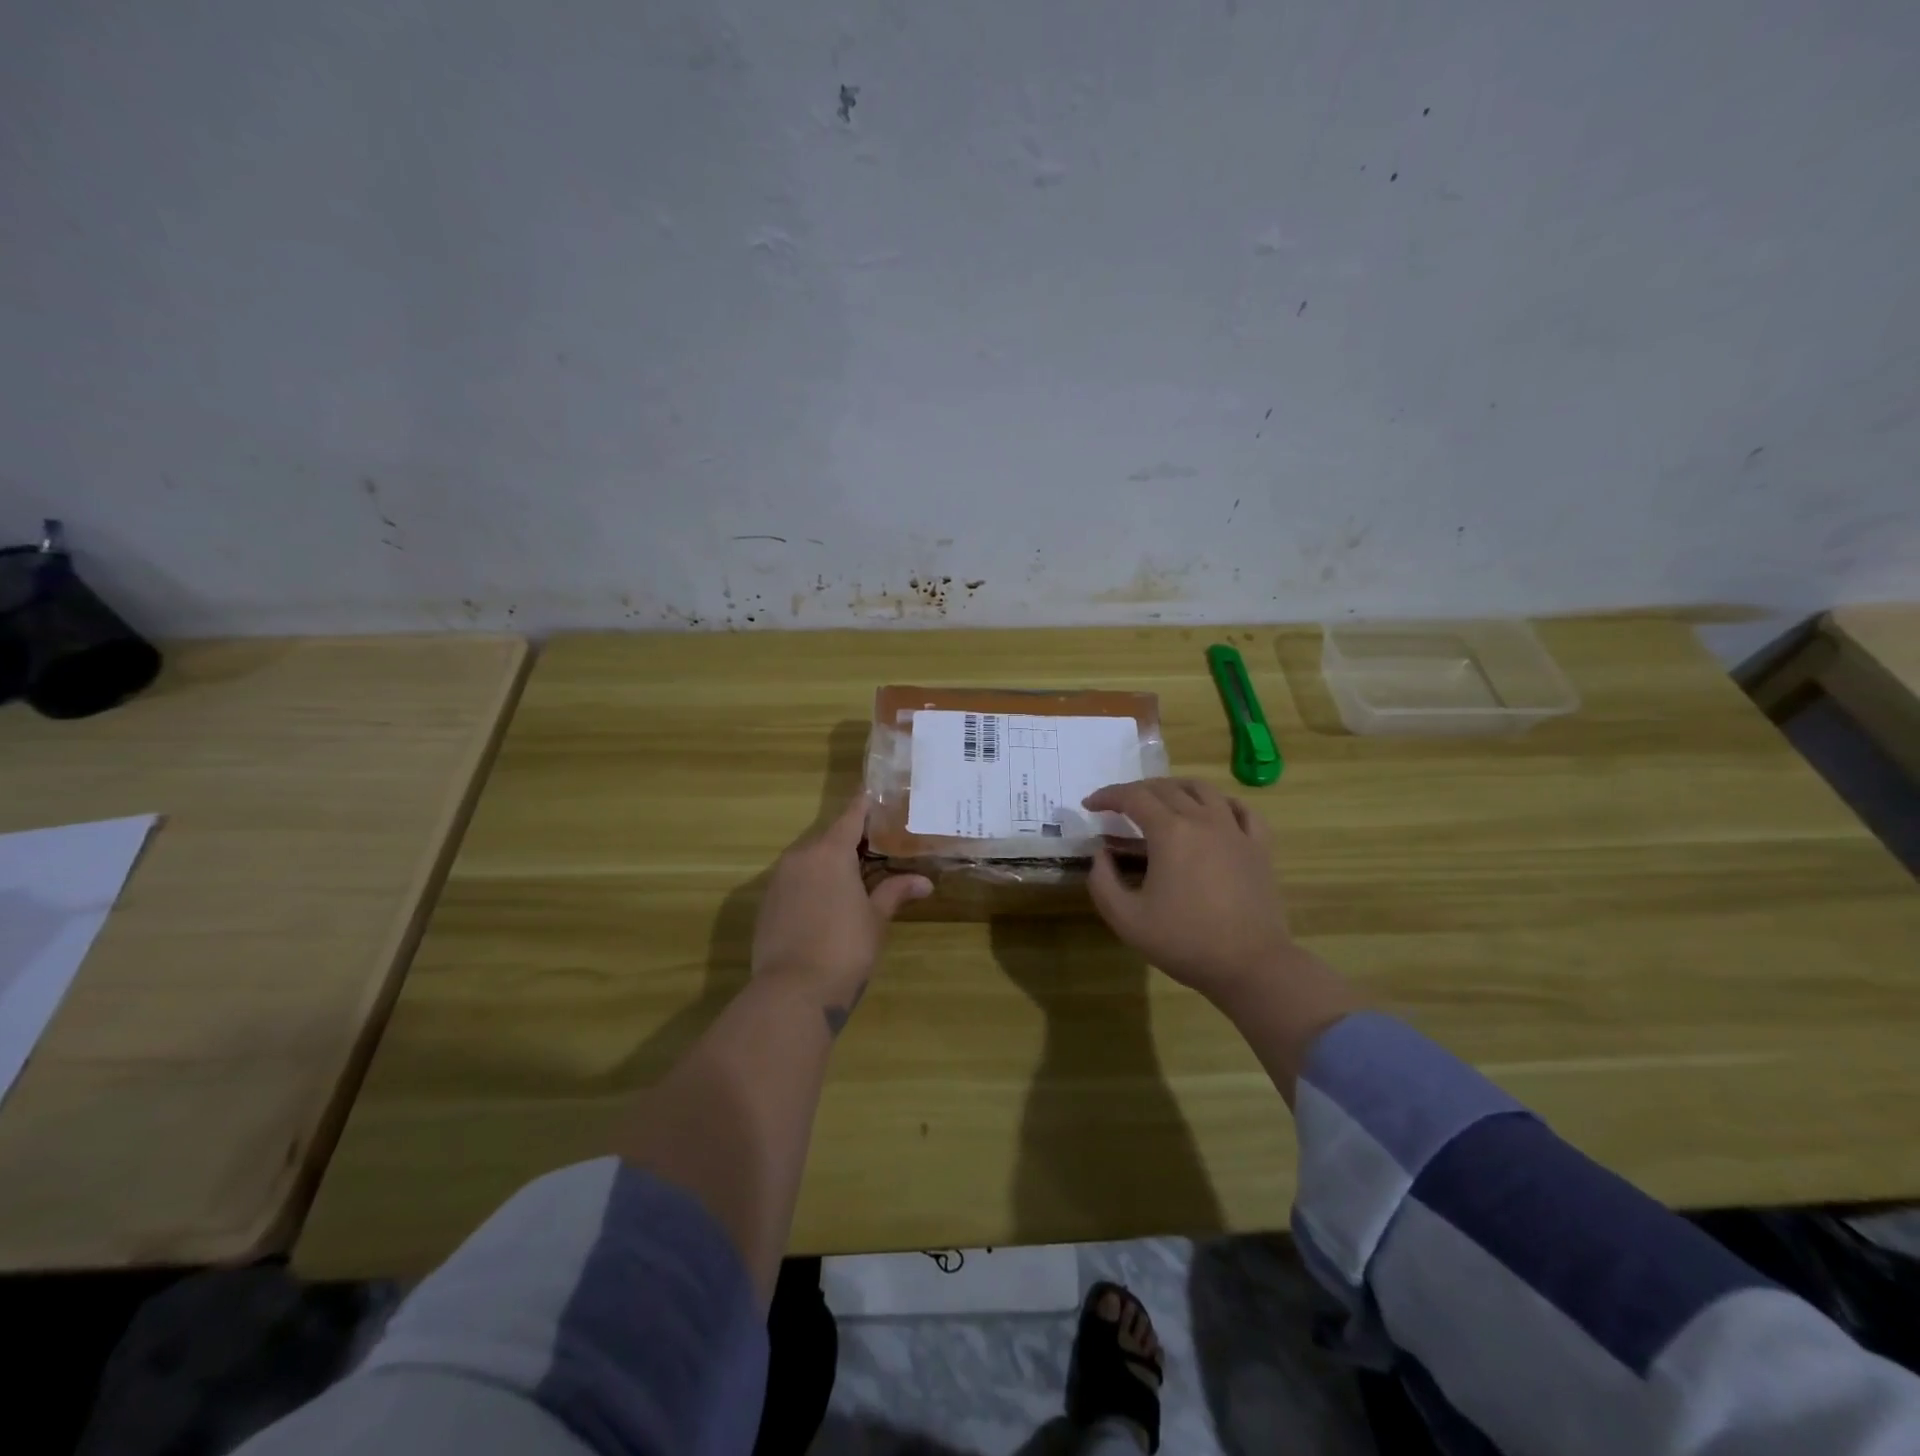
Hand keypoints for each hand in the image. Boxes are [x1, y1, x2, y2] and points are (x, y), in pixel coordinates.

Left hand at [751, 794, 930, 1033]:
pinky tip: (829, 900)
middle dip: (852, 838)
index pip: (851, 815)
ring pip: (810, 858)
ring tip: (857, 872)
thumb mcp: (876, 919)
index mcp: (830, 852)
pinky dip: (813, 881)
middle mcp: (800, 857)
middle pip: (829, 836)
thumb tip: (924, 882)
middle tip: (879, 843)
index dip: (865, 804)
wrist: (792, 992)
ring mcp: (779, 880)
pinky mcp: (767, 903)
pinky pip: (795, 880)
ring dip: (831, 861)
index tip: (876, 793)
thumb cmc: (844, 948)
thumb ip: (895, 892)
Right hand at [1081, 778, 1295, 1001]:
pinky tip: (1212, 812)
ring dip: (1175, 788)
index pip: (1132, 797)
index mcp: (1170, 832)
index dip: (1107, 795)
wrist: (1251, 965)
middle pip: (1165, 788)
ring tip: (1160, 800)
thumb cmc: (1185, 941)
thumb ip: (1102, 882)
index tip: (1090, 805)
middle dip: (1136, 791)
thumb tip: (1101, 854)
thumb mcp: (1126, 919)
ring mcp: (1235, 830)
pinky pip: (1241, 809)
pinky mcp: (1259, 847)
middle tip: (1118, 806)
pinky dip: (1220, 802)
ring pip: (1203, 789)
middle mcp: (1203, 820)